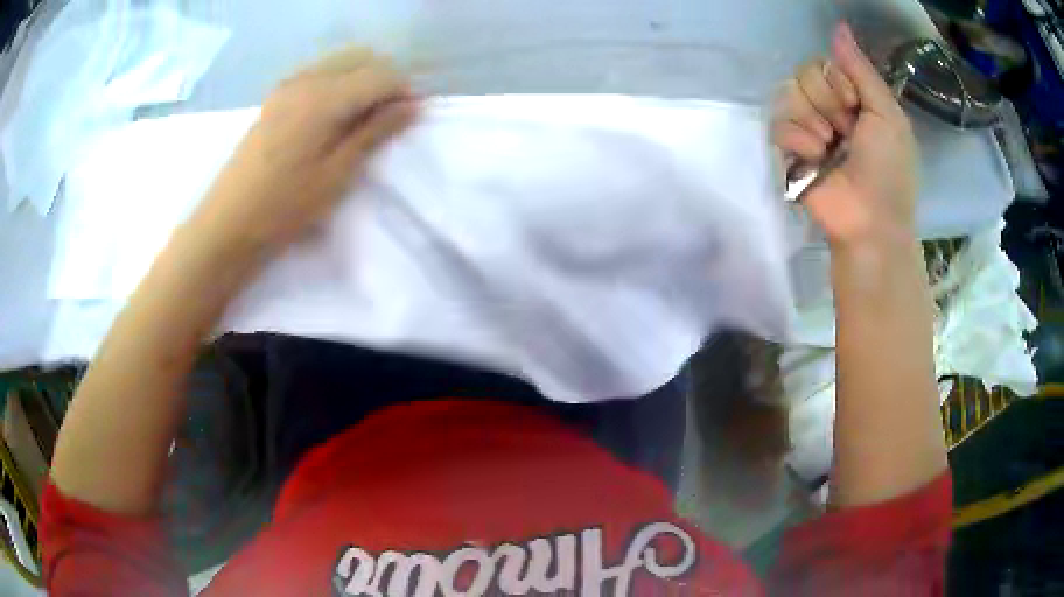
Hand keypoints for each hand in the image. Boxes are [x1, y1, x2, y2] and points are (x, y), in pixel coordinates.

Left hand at [195, 48, 417, 249]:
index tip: (411, 117)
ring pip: (339, 61)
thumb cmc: (284, 208)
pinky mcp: (275, 97)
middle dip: (384, 79)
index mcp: (324, 97)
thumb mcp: (337, 175)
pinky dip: (337, 83)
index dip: (403, 91)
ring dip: (360, 79)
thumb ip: (375, 132)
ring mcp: (287, 85)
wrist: (226, 225)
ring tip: (363, 117)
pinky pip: (318, 72)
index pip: (381, 74)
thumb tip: (412, 106)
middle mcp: (306, 79)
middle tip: (389, 116)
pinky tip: (333, 115)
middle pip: (361, 57)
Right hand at [772, 24, 918, 248]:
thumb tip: (839, 25)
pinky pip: (777, 124)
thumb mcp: (887, 115)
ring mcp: (807, 130)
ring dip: (813, 121)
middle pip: (805, 73)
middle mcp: (828, 109)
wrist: (870, 221)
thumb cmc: (888, 171)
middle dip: (827, 101)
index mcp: (854, 99)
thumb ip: (862, 70)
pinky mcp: (788, 152)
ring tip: (829, 148)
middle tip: (845, 130)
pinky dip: (798, 140)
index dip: (838, 80)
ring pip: (788, 94)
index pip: (826, 62)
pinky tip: (815, 159)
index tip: (855, 106)